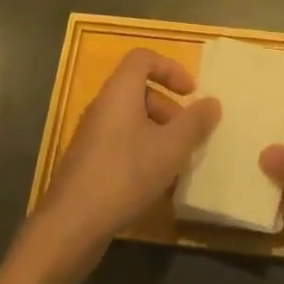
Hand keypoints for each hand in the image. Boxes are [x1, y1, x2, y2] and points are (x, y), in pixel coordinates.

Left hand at [36, 49, 220, 259]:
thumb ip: (195, 122)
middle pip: (139, 90)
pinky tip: (155, 185)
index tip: (191, 92)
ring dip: (157, 134)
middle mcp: (103, 105)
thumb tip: (213, 102)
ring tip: (176, 163)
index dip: (171, 68)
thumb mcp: (171, 147)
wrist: (71, 225)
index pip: (144, 58)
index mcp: (120, 90)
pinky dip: (141, 153)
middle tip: (187, 135)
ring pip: (131, 120)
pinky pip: (120, 144)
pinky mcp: (87, 162)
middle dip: (168, 108)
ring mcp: (91, 135)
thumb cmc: (125, 173)